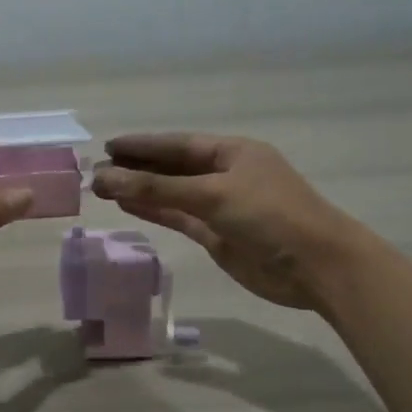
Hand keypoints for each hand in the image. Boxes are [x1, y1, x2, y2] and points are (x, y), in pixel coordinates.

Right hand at [91, 133, 362, 315]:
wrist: (316, 266)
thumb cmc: (270, 216)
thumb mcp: (212, 195)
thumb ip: (157, 189)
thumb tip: (106, 178)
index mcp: (232, 152)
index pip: (177, 145)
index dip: (142, 145)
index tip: (108, 146)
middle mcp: (225, 175)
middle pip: (172, 168)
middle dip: (136, 169)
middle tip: (96, 171)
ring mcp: (221, 206)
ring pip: (172, 194)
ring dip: (141, 192)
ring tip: (103, 189)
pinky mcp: (218, 235)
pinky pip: (179, 218)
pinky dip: (155, 212)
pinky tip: (128, 207)